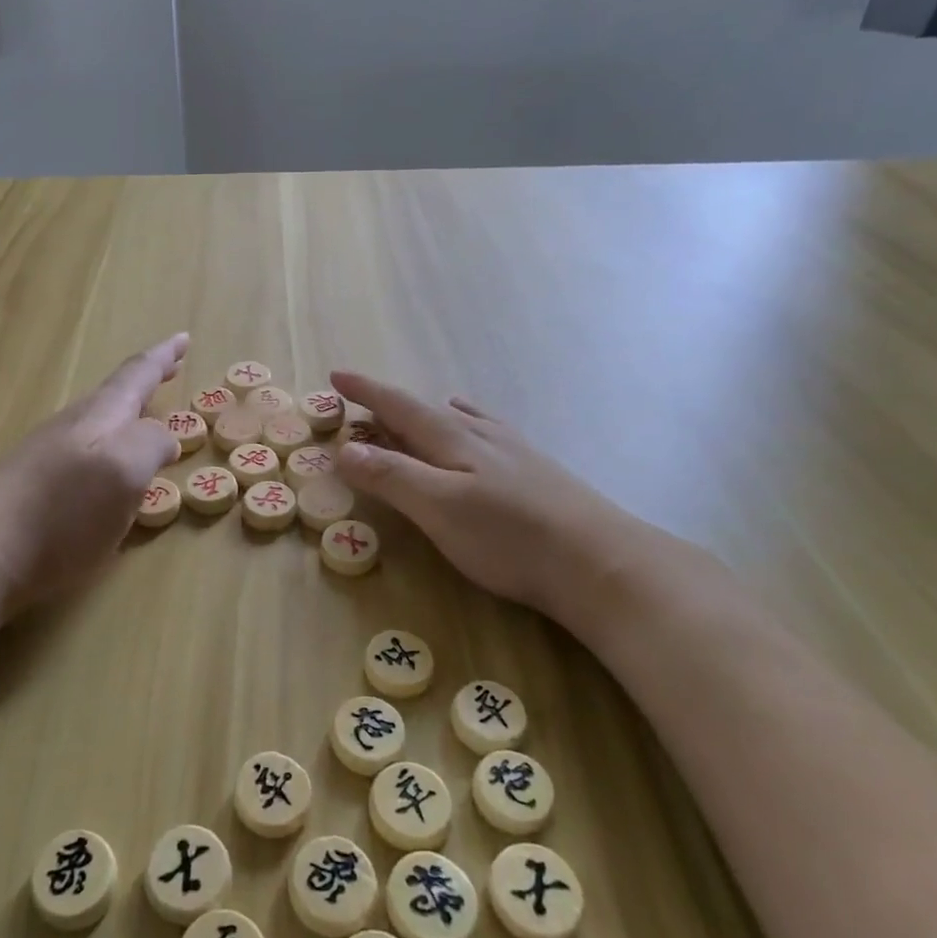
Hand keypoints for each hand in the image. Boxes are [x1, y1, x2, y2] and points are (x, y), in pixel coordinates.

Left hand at [0, 335, 188, 611]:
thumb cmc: (63, 513)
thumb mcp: (124, 472)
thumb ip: (150, 444)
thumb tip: (162, 436)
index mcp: (99, 417)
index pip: (136, 375)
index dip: (162, 357)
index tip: (183, 338)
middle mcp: (72, 427)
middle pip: (113, 396)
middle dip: (143, 383)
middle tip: (168, 371)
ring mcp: (47, 455)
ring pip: (96, 423)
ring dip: (125, 415)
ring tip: (144, 419)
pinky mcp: (32, 486)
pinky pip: (82, 453)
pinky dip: (106, 448)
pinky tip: (106, 472)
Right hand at [331, 371, 670, 634]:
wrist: (600, 561)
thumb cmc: (509, 536)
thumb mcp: (439, 508)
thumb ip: (392, 476)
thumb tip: (343, 448)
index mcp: (454, 438)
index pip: (399, 405)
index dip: (366, 391)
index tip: (336, 376)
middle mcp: (482, 434)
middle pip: (427, 410)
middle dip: (391, 405)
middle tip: (364, 406)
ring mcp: (514, 451)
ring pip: (462, 419)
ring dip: (430, 414)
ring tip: (419, 413)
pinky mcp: (536, 472)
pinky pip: (488, 433)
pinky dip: (467, 426)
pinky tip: (480, 437)